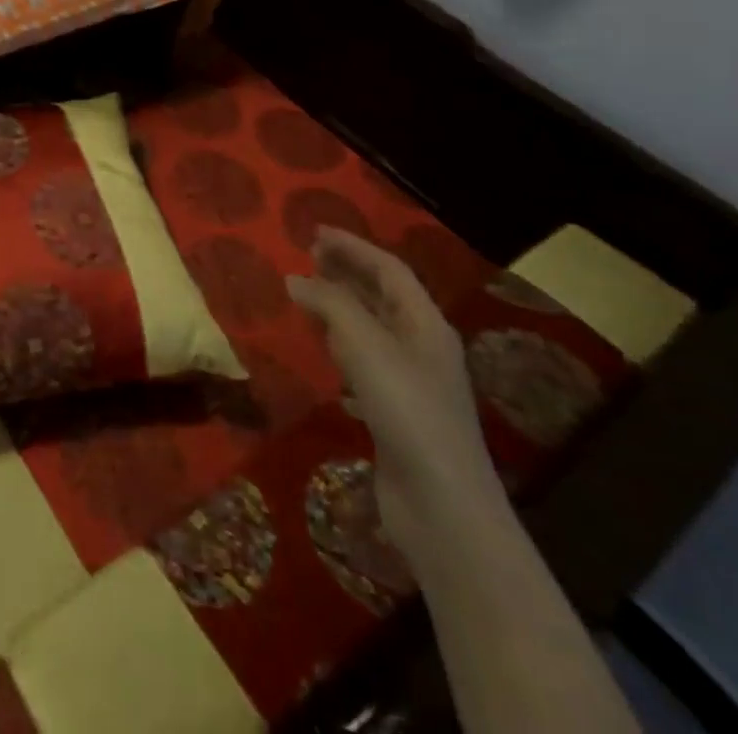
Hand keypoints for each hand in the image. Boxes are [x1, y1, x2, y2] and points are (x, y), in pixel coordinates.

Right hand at [287, 227, 503, 560]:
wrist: (442, 507)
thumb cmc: (407, 411)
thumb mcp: (366, 346)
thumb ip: (330, 305)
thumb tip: (296, 278)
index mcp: (425, 323)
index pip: (388, 269)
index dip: (353, 246)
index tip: (314, 231)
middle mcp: (422, 345)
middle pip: (383, 295)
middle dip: (348, 271)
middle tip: (308, 255)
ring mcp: (411, 380)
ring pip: (372, 326)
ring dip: (341, 304)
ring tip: (307, 292)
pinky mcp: (395, 410)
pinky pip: (364, 359)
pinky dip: (340, 341)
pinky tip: (323, 347)